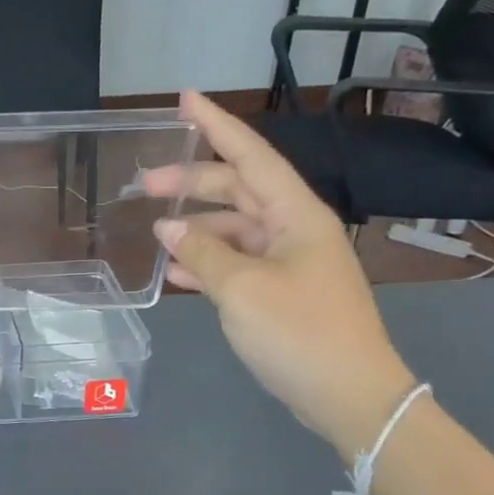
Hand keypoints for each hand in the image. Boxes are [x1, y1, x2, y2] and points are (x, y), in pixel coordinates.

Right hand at [145, 92, 415, 461]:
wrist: (349, 396)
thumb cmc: (299, 332)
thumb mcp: (241, 289)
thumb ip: (203, 253)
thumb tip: (171, 229)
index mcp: (296, 216)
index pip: (251, 156)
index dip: (216, 125)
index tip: (184, 98)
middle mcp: (294, 229)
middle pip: (237, 190)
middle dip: (192, 183)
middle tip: (144, 184)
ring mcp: (289, 262)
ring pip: (234, 229)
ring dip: (196, 227)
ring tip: (154, 233)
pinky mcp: (281, 292)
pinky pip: (236, 264)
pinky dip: (206, 263)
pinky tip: (174, 272)